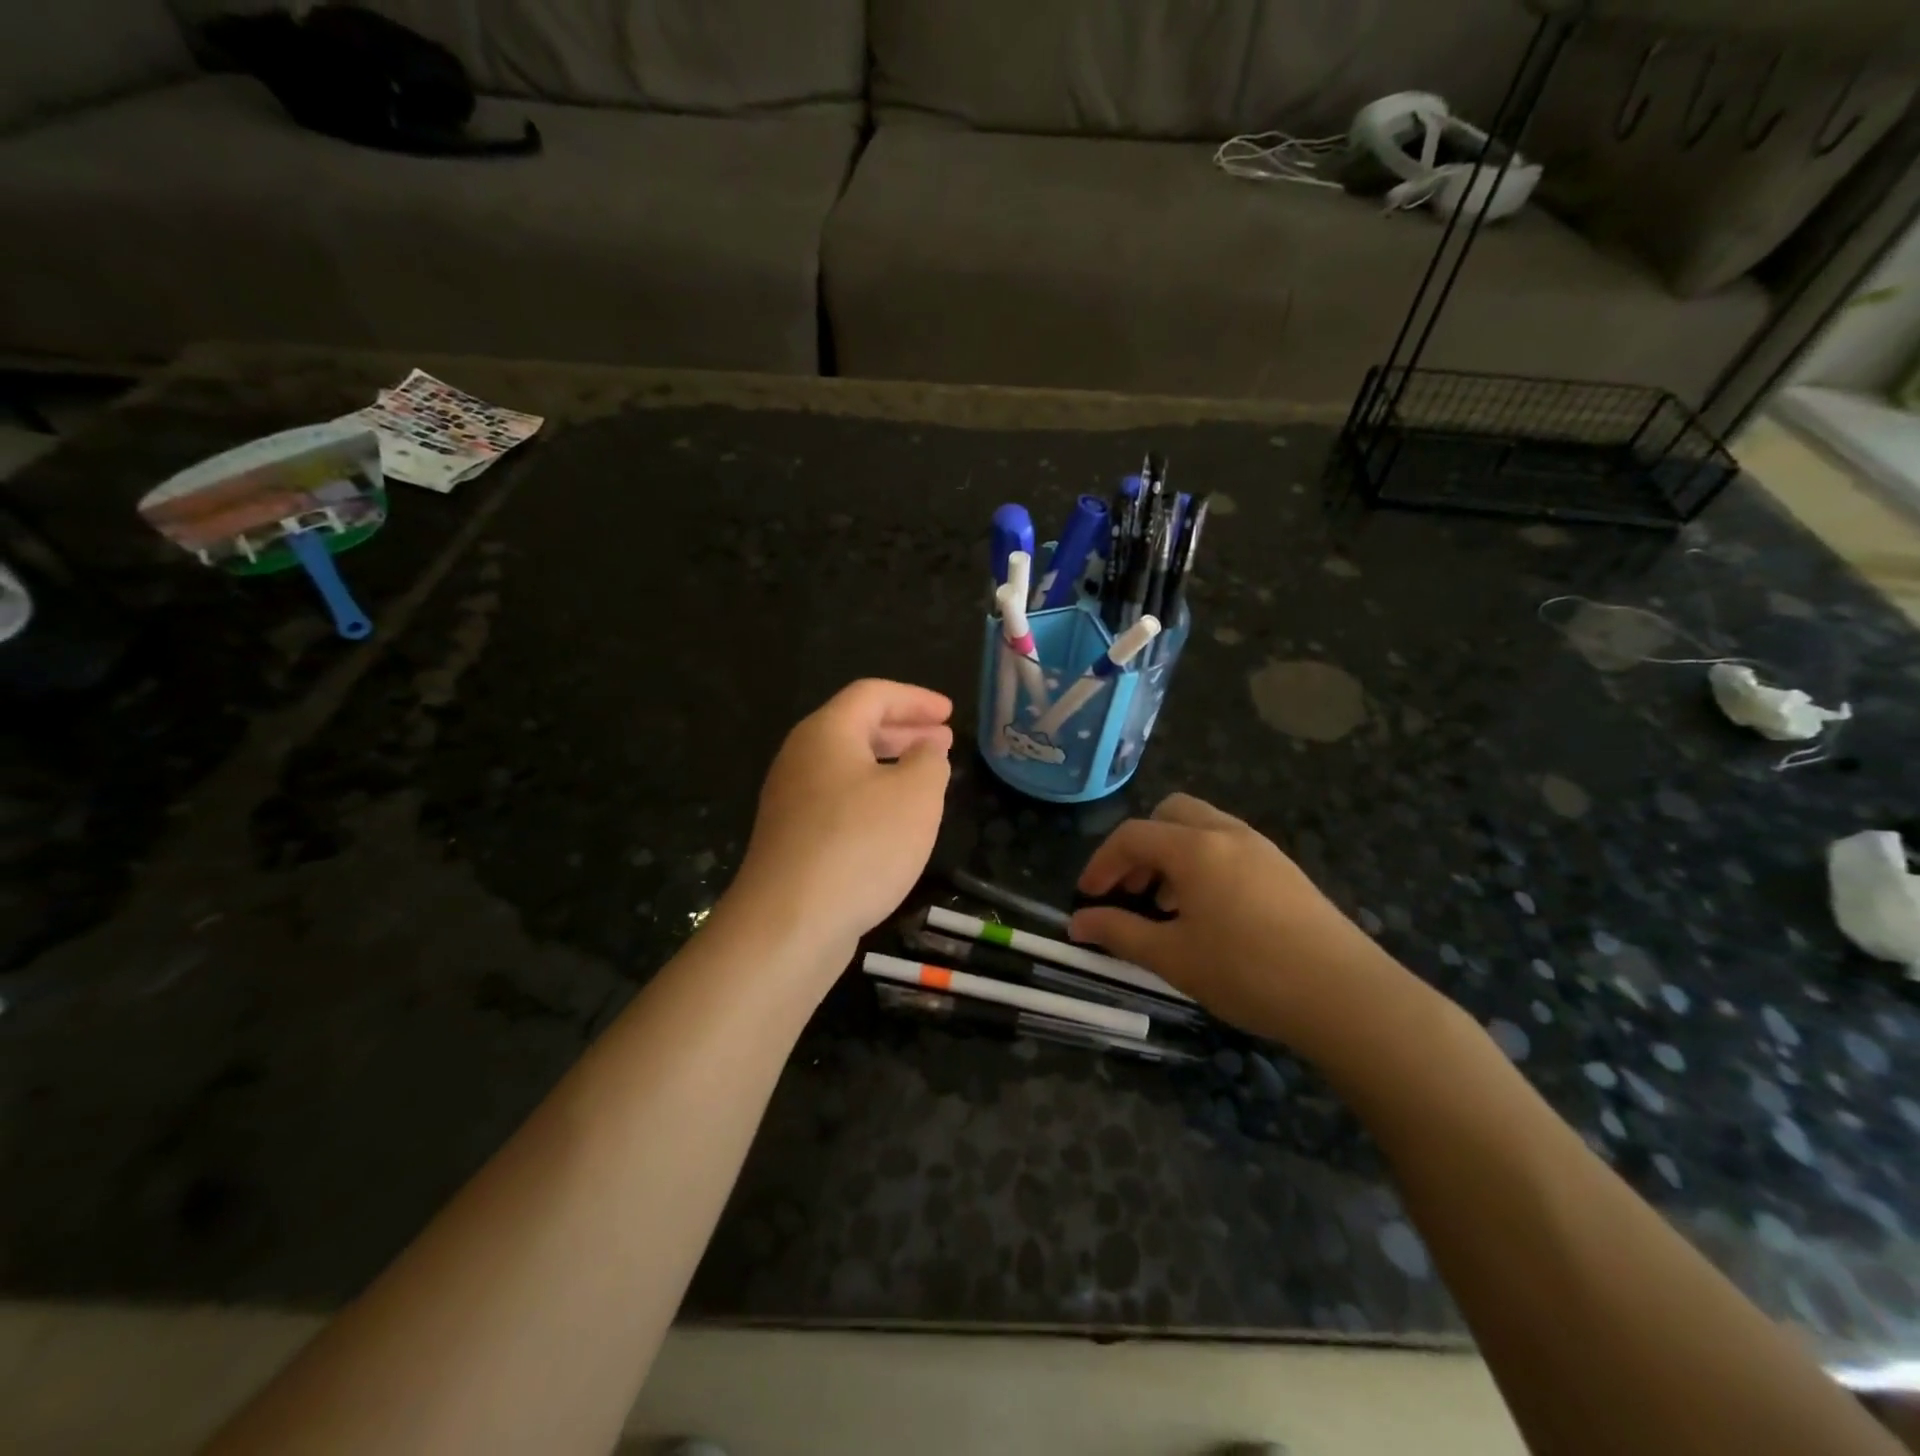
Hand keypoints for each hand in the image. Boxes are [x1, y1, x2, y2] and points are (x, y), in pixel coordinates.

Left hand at [729, 680, 952, 959]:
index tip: (949, 713)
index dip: (915, 698)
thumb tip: (926, 751)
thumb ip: (929, 762)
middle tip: (943, 741)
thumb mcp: (916, 796)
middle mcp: (802, 758)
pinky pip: (838, 799)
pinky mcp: (792, 838)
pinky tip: (895, 822)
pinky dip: (873, 796)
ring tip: (926, 779)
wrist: (789, 923)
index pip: (873, 695)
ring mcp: (791, 800)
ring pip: (848, 767)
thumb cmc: (860, 845)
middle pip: (856, 728)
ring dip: (890, 765)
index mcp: (826, 733)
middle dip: (905, 731)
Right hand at [1069, 793, 1413, 1050]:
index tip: (1087, 896)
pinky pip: (1229, 846)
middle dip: (1141, 846)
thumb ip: (1119, 933)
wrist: (1346, 996)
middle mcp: (1227, 833)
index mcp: (1195, 848)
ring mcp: (1262, 847)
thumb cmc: (1248, 972)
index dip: (1101, 862)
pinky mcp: (1285, 868)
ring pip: (1202, 827)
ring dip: (1173, 854)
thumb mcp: (1173, 957)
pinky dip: (1203, 863)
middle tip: (1131, 890)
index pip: (1132, 836)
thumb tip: (1077, 924)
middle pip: (1169, 813)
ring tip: (1167, 906)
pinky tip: (1209, 913)